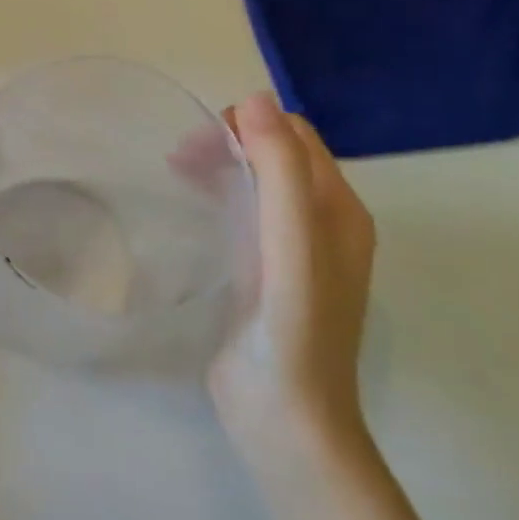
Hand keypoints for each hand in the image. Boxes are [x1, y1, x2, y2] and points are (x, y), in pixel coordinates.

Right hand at [207, 93, 375, 473]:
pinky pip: (245, 212)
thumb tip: (255, 98)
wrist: (286, 420)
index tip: (200, 143)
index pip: (295, 136)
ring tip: (178, 172)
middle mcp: (324, 223)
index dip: (250, 125)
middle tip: (180, 158)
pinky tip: (192, 205)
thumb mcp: (291, 244)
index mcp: (340, 210)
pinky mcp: (266, 272)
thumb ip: (280, 171)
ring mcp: (295, 250)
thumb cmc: (292, 330)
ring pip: (259, 180)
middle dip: (231, 141)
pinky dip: (219, 193)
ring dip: (222, 163)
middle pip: (277, 153)